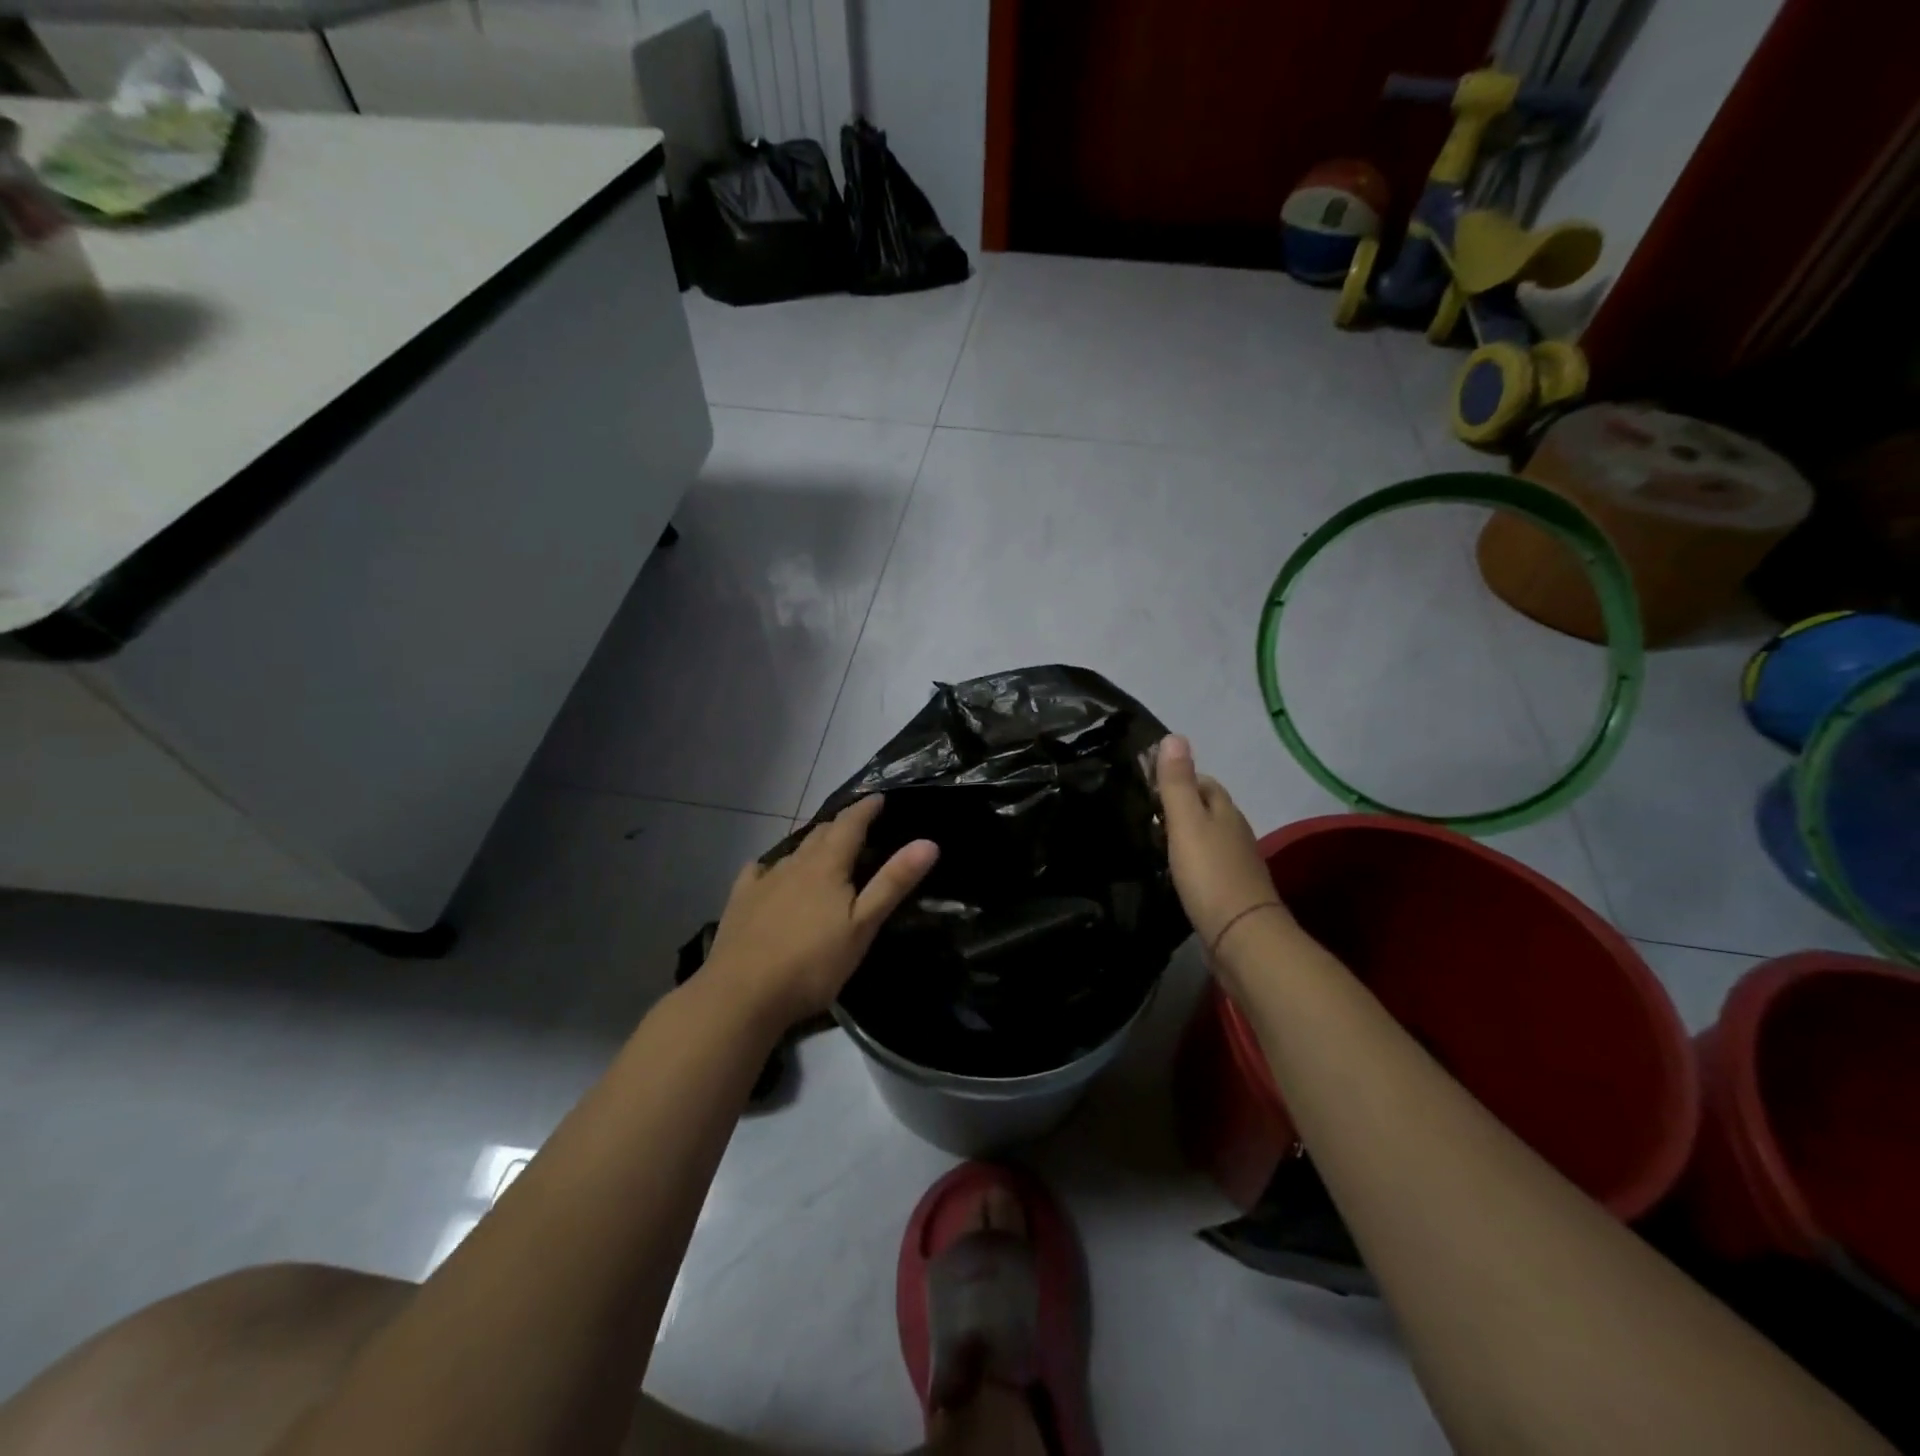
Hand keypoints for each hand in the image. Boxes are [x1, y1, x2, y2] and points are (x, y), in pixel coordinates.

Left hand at [704, 795, 937, 1029]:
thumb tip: (928, 842)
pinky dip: (772, 867)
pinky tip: (768, 874)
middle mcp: (794, 864)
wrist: (742, 994)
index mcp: (826, 866)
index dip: (865, 809)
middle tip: (857, 826)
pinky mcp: (740, 901)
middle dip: (841, 825)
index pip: (850, 824)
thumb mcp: (863, 926)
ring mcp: (763, 881)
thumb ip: (893, 882)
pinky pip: (758, 872)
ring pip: (792, 852)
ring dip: (811, 845)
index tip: (879, 797)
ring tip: (823, 850)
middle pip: (820, 834)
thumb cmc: (812, 963)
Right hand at [1156, 735, 1295, 960]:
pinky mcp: (1231, 892)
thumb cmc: (1210, 874)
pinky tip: (1175, 871)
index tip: (1150, 782)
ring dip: (1186, 835)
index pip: (1205, 783)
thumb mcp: (1187, 823)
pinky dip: (1192, 861)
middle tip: (1146, 811)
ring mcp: (1236, 864)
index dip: (1180, 777)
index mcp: (1225, 812)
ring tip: (1155, 839)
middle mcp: (1235, 833)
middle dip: (1182, 805)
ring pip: (1209, 838)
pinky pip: (1208, 866)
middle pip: (1209, 809)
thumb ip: (1177, 783)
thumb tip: (1174, 736)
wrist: (1241, 937)